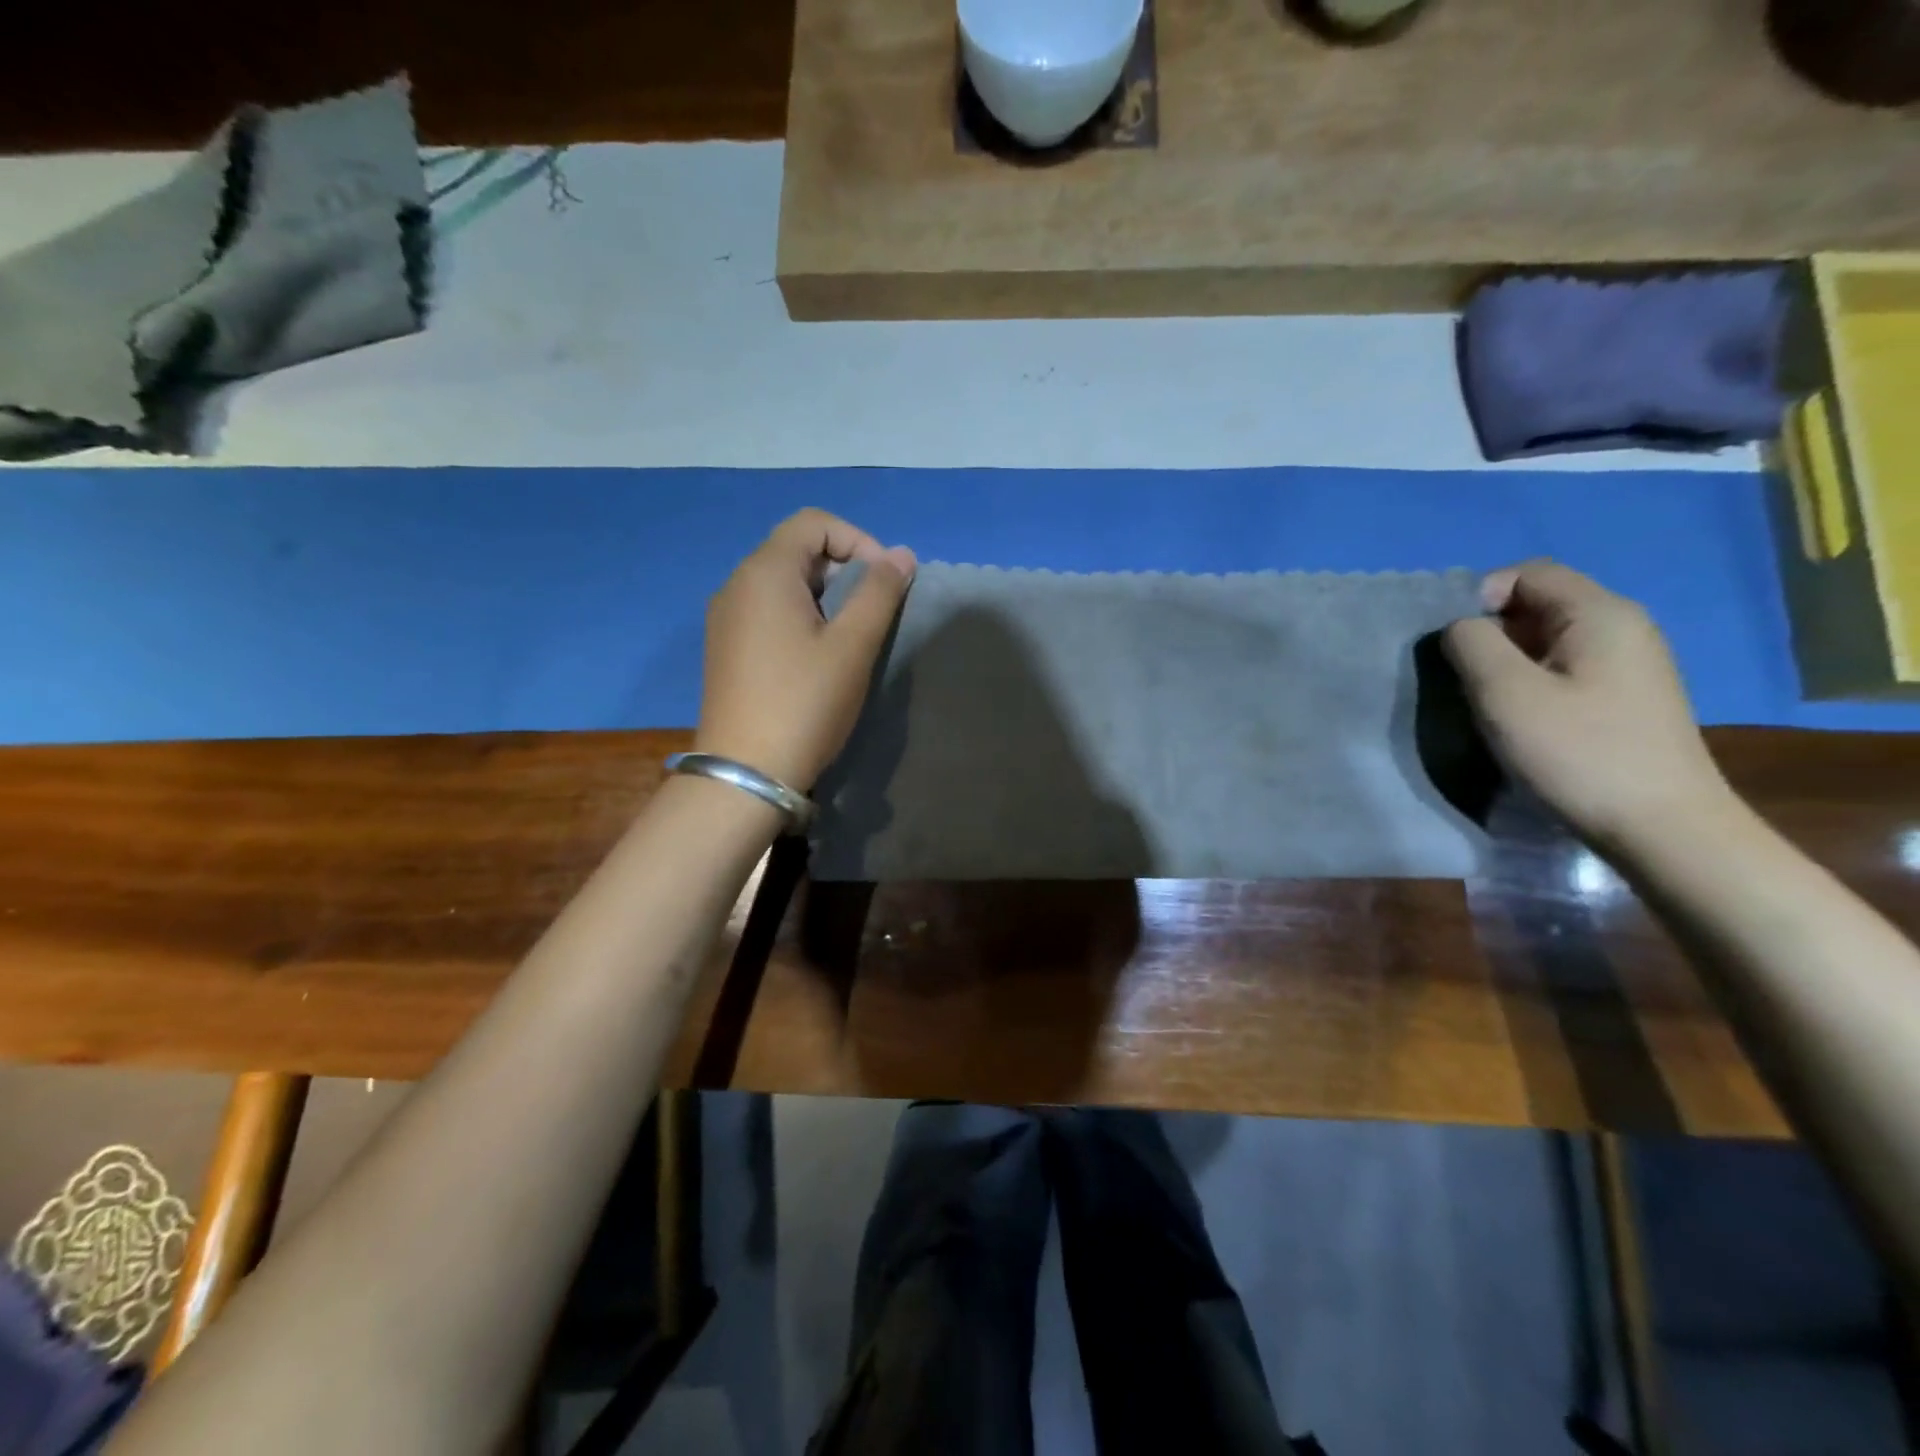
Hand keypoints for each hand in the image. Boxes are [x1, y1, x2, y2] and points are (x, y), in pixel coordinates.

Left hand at [696, 509, 915, 790]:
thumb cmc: (805, 703)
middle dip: (844, 569)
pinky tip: (816, 657)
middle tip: (871, 614)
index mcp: (765, 572)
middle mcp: (737, 584)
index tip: (884, 583)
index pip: (814, 523)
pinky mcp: (726, 647)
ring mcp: (726, 617)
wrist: (746, 773)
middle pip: (796, 549)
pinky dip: (800, 616)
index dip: (858, 540)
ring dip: (825, 596)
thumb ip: (880, 593)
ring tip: (849, 637)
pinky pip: (767, 611)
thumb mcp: (852, 645)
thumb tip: (901, 554)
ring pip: (783, 583)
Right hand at [1443, 561, 1732, 848]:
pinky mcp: (1625, 697)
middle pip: (1540, 603)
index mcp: (1601, 613)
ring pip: (1549, 639)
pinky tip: (1522, 717)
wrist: (1662, 827)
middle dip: (1491, 630)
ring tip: (1488, 699)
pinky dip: (1532, 681)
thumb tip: (1462, 628)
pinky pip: (1566, 667)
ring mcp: (1630, 664)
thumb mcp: (1506, 692)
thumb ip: (1472, 644)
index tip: (1456, 643)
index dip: (1481, 596)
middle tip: (1464, 675)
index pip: (1528, 573)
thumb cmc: (1578, 752)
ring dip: (1508, 660)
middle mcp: (1623, 627)